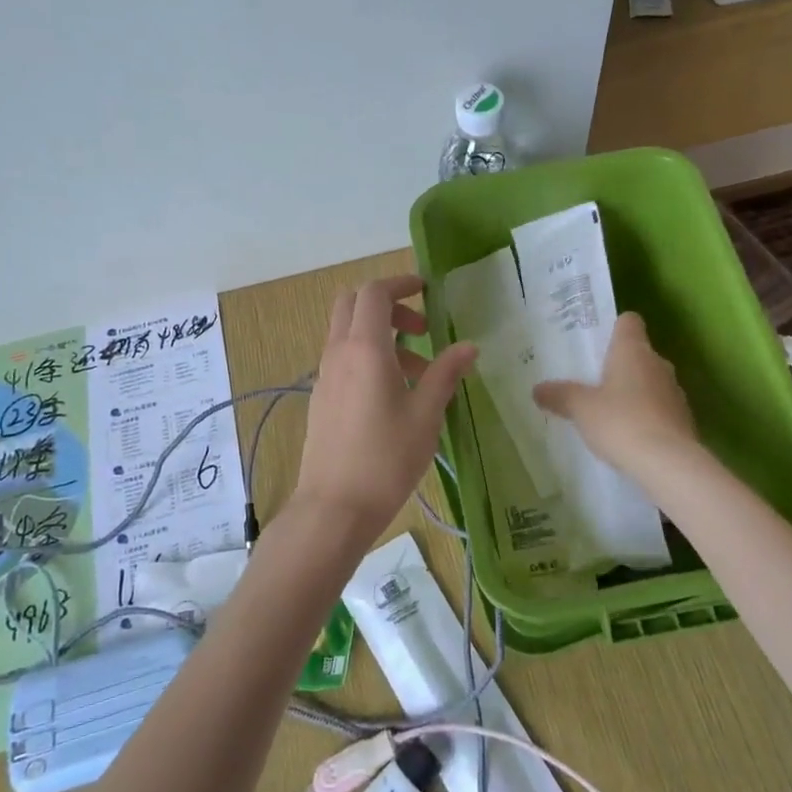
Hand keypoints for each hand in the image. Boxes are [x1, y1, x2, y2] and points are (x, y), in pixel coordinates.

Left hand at [290, 275, 476, 547]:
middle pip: (353, 304)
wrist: (334, 507)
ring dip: (381, 335)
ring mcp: (325, 375)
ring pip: (348, 332)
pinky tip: (394, 395)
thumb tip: (468, 347)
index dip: (401, 283)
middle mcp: (338, 352)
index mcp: (365, 348)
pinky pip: (343, 358)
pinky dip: (368, 357)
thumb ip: (445, 374)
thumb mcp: (426, 415)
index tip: (427, 291)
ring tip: (419, 372)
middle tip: (421, 330)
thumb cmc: (386, 459)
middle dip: (388, 305)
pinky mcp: (322, 397)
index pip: (375, 293)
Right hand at [533, 312, 697, 475]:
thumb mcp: (581, 409)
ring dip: (633, 392)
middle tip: (592, 381)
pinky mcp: (684, 419)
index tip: (596, 343)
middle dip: (618, 365)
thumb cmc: (621, 422)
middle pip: (638, 353)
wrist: (670, 464)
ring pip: (650, 381)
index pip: (629, 321)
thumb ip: (559, 395)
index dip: (613, 328)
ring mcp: (675, 392)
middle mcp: (658, 364)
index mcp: (633, 350)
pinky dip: (646, 416)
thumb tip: (538, 389)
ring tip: (608, 412)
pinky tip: (628, 436)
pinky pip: (660, 408)